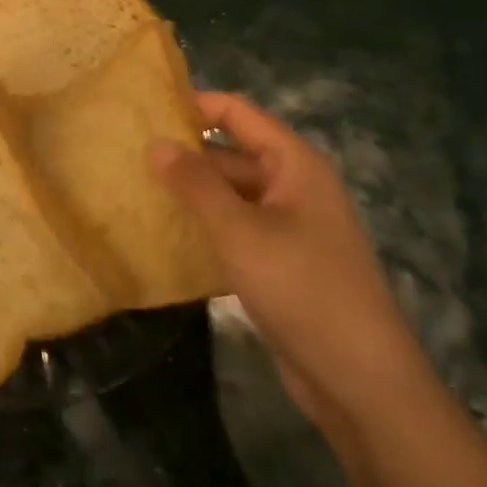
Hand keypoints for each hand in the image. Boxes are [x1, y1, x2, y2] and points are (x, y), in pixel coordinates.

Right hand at [151, 92, 429, 446]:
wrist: (361, 382)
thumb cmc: (303, 289)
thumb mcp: (240, 231)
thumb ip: (195, 184)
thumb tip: (155, 142)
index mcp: (294, 164)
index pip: (237, 112)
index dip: (193, 104)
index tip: (142, 108)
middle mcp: (292, 186)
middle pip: (230, 153)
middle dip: (183, 153)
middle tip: (125, 154)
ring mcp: (287, 226)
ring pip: (229, 194)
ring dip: (190, 193)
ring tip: (133, 189)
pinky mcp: (279, 262)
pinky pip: (234, 229)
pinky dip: (203, 226)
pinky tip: (163, 234)